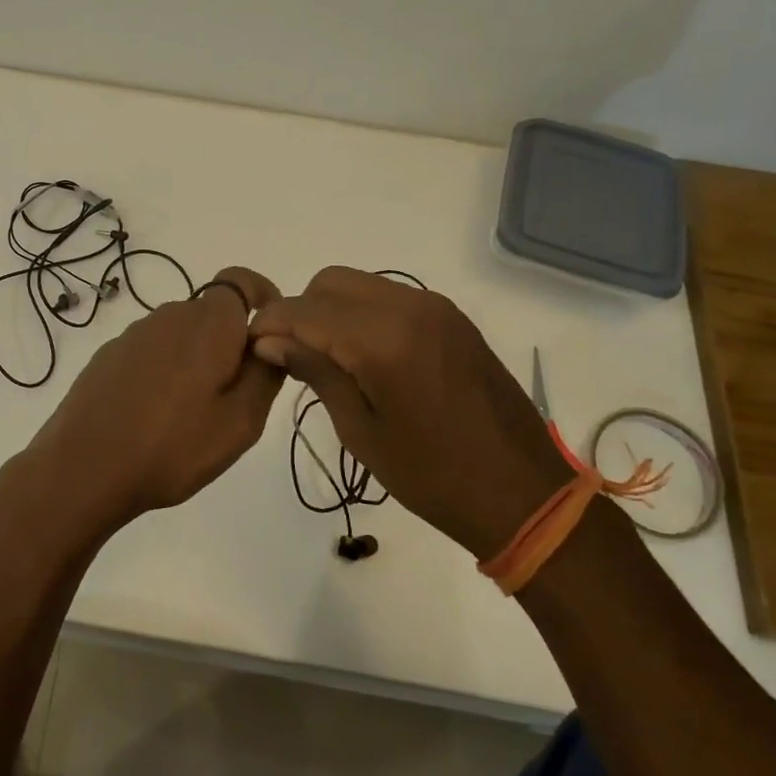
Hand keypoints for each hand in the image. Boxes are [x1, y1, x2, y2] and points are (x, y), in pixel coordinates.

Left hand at [11, 266, 284, 538]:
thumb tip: (269, 342)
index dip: (262, 297)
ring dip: (194, 361)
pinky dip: (163, 372)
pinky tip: (152, 416)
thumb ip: (265, 374)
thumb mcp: (240, 422)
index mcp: (208, 323)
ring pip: (180, 335)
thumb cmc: (172, 446)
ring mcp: (133, 335)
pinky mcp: (107, 356)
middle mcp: (170, 316)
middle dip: (229, 344)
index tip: (269, 336)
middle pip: (212, 314)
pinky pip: (151, 352)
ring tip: (189, 415)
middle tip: (232, 398)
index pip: (242, 280)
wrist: (84, 468)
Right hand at [248, 267, 572, 560]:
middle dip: (302, 312)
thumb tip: (270, 342)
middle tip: (294, 358)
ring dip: (333, 311)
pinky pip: (391, 298)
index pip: (306, 310)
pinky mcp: (452, 319)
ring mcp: (436, 308)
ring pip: (361, 285)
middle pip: (331, 282)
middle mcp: (410, 307)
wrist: (522, 493)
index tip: (253, 349)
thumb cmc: (433, 476)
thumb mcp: (361, 431)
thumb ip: (316, 373)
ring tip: (329, 360)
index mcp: (384, 338)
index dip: (271, 324)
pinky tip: (365, 358)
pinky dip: (364, 315)